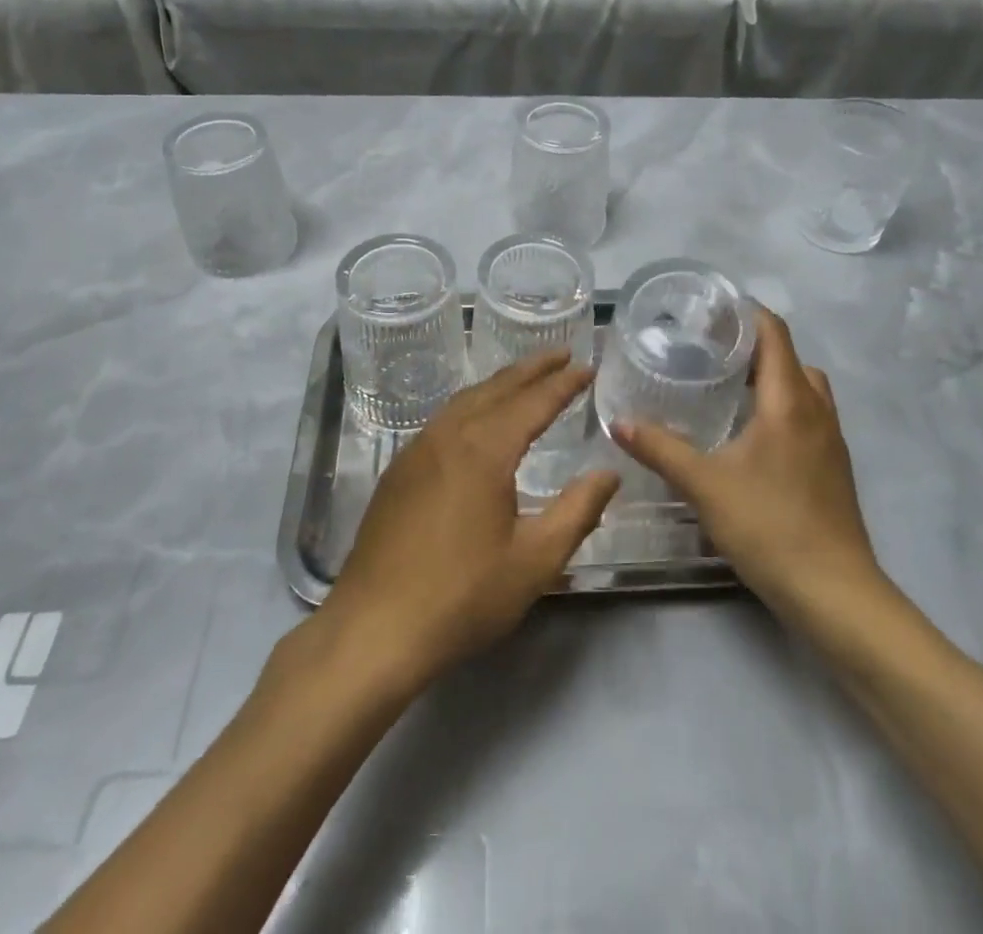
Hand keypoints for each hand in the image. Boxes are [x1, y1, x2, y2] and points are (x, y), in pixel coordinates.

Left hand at [322, 353, 619, 689]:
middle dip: (532, 369)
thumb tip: (609, 473)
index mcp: (484, 448)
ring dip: (499, 384)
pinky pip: (443, 420)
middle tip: (562, 353)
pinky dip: (472, 405)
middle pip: (496, 388)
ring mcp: (417, 450)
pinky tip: (478, 420)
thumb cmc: (462, 596)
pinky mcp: (398, 471)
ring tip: (525, 379)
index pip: (533, 402)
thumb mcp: (535, 561)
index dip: (563, 383)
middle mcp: (448, 435)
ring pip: (465, 400)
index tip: (587, 366)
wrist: (374, 629)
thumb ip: (578, 511)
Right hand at [613, 309, 885, 622]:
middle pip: (790, 359)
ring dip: (772, 379)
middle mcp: (817, 411)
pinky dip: (783, 409)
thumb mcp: (704, 484)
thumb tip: (618, 422)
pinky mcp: (833, 468)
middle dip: (754, 347)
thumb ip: (660, 449)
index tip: (712, 311)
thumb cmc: (769, 526)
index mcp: (789, 401)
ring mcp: (831, 441)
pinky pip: (809, 418)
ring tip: (728, 389)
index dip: (747, 314)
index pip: (775, 334)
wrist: (834, 592)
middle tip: (710, 350)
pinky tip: (751, 436)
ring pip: (804, 390)